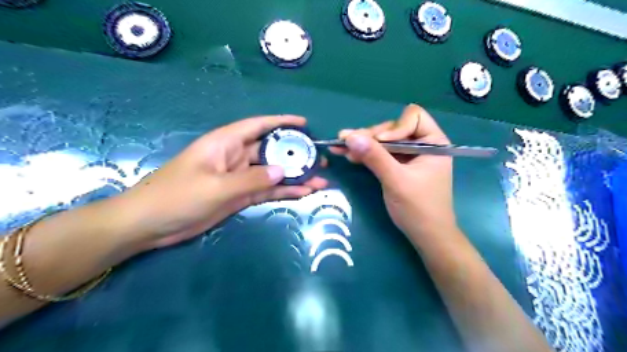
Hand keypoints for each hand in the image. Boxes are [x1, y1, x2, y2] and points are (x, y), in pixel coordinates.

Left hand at [120, 116, 329, 249]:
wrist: (149, 225)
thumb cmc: (177, 197)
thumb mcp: (216, 187)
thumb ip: (251, 179)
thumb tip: (283, 171)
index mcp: (226, 143)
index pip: (259, 125)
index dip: (282, 122)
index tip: (305, 124)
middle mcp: (235, 157)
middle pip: (271, 151)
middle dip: (296, 154)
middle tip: (320, 160)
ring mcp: (239, 178)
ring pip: (272, 173)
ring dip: (294, 177)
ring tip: (320, 181)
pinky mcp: (239, 196)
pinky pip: (266, 190)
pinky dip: (283, 191)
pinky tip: (303, 193)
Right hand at [333, 104, 455, 240]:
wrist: (426, 236)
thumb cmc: (418, 208)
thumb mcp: (396, 180)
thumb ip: (375, 157)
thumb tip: (350, 136)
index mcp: (433, 142)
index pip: (413, 117)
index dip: (394, 128)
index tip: (379, 144)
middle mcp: (422, 145)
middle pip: (393, 129)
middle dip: (370, 137)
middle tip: (346, 141)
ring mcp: (410, 156)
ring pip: (384, 142)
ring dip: (363, 145)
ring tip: (340, 147)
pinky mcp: (399, 167)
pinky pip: (381, 155)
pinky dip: (366, 155)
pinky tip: (349, 155)